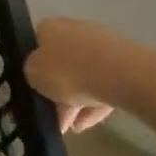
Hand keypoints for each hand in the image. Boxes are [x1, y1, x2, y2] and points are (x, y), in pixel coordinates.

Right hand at [26, 18, 116, 136]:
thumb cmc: (67, 70)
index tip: (36, 89)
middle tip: (56, 116)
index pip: (37, 44)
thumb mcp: (33, 74)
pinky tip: (89, 123)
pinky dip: (95, 102)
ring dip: (77, 101)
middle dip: (58, 90)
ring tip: (73, 127)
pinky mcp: (123, 61)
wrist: (117, 73)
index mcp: (49, 27)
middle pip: (62, 62)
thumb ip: (32, 72)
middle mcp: (74, 29)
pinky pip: (103, 83)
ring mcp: (101, 44)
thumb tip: (38, 72)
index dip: (35, 68)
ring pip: (84, 75)